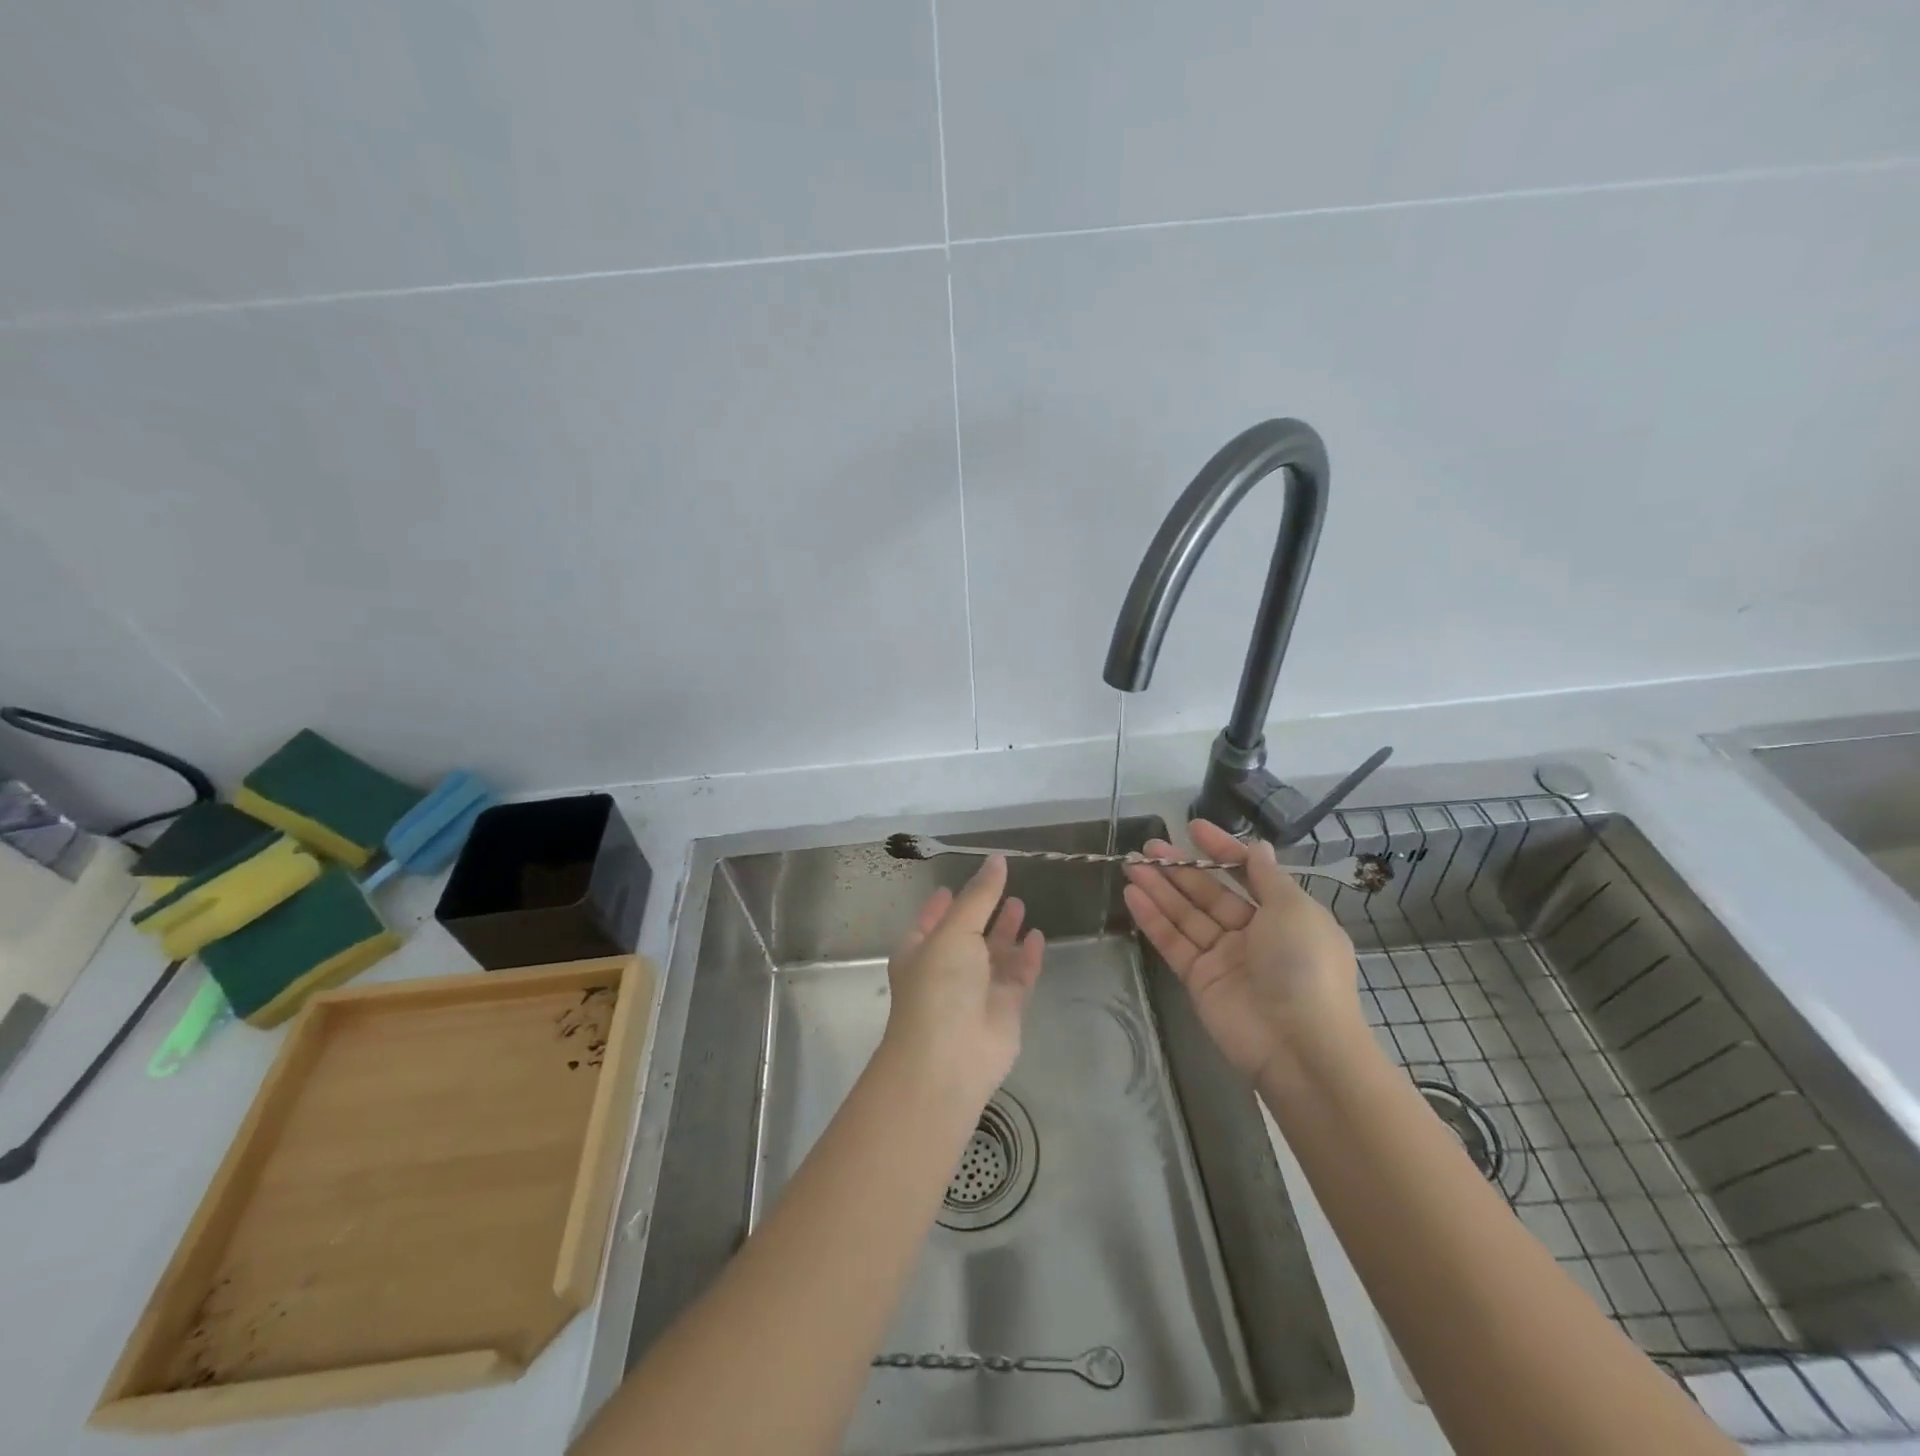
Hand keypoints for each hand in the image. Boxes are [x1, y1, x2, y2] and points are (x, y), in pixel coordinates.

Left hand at [882, 855, 1044, 1108]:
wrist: (949, 1060)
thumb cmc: (939, 986)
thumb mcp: (955, 931)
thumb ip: (980, 896)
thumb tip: (997, 859)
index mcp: (921, 950)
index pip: (931, 920)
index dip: (942, 903)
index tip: (954, 886)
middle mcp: (946, 969)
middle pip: (967, 935)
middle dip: (983, 914)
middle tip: (1003, 890)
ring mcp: (976, 991)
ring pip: (994, 955)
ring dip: (1006, 932)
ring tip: (1020, 905)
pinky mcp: (1004, 1010)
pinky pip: (1017, 977)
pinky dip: (1027, 957)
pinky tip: (1037, 936)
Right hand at [1123, 819, 1361, 1082]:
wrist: (1299, 1045)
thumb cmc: (1304, 966)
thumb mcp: (1295, 910)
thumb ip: (1267, 877)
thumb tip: (1257, 847)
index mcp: (1284, 915)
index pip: (1247, 874)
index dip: (1221, 850)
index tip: (1193, 828)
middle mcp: (1253, 933)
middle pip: (1209, 893)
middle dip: (1181, 868)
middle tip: (1148, 846)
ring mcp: (1223, 957)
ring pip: (1186, 914)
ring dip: (1159, 888)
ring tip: (1131, 864)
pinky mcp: (1199, 979)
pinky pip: (1173, 941)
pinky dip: (1153, 918)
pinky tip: (1133, 893)